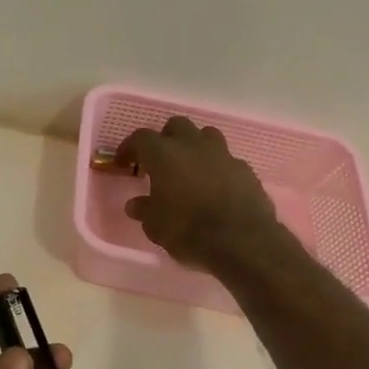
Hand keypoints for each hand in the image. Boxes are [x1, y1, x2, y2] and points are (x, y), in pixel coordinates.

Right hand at [119, 117, 283, 271]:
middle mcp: (194, 146)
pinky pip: (226, 160)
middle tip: (158, 162)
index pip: (140, 138)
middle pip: (176, 126)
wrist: (242, 242)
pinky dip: (216, 168)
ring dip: (194, 147)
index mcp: (165, 155)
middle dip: (165, 139)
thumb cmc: (189, 231)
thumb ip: (144, 210)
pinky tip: (214, 188)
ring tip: (189, 169)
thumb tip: (135, 204)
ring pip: (205, 136)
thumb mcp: (155, 226)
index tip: (123, 163)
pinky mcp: (245, 170)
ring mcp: (223, 155)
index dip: (129, 148)